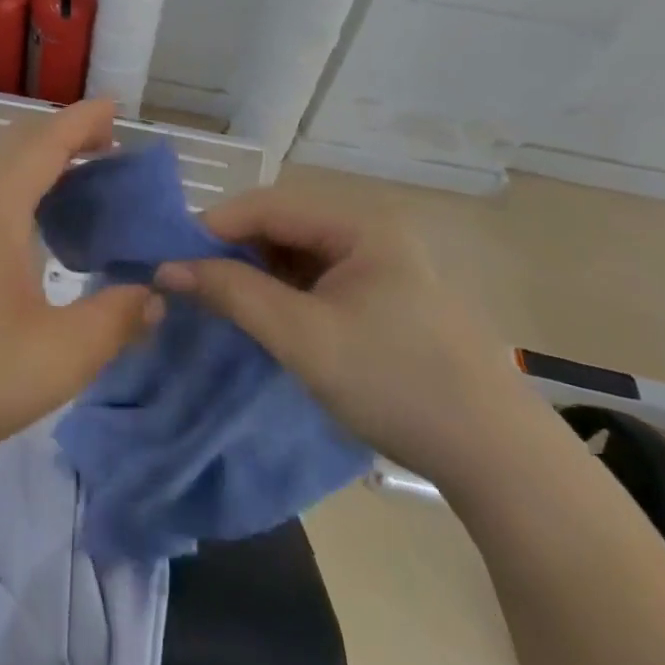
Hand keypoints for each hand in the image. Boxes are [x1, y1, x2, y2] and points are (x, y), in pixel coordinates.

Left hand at [0, 99, 161, 476]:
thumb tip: (154, 295)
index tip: (117, 108)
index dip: (83, 121)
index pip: (45, 142)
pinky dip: (21, 189)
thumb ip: (116, 319)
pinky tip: (38, 229)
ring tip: (82, 181)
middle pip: (18, 145)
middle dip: (64, 136)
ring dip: (40, 163)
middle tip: (110, 147)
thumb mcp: (60, 355)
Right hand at [155, 192, 527, 486]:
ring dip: (256, 272)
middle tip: (191, 281)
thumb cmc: (396, 383)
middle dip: (233, 250)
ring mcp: (379, 263)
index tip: (171, 257)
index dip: (214, 226)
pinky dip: (283, 292)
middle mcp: (369, 229)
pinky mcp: (383, 295)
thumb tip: (166, 267)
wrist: (498, 459)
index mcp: (358, 222)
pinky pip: (316, 278)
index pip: (267, 205)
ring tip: (220, 299)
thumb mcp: (303, 337)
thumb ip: (233, 293)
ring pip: (297, 252)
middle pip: (281, 224)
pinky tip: (264, 315)